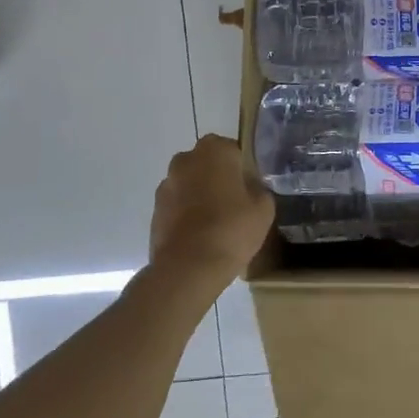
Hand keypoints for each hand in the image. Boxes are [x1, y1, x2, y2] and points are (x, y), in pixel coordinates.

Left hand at [147, 136, 273, 296]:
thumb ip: (260, 190)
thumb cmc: (231, 229)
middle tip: (235, 204)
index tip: (250, 189)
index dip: (243, 169)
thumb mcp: (264, 209)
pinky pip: (177, 205)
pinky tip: (199, 236)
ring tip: (216, 224)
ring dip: (199, 196)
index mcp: (214, 150)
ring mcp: (166, 185)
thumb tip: (252, 189)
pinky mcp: (154, 210)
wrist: (188, 267)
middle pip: (207, 164)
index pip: (233, 150)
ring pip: (190, 184)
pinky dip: (186, 215)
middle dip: (218, 179)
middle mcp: (186, 159)